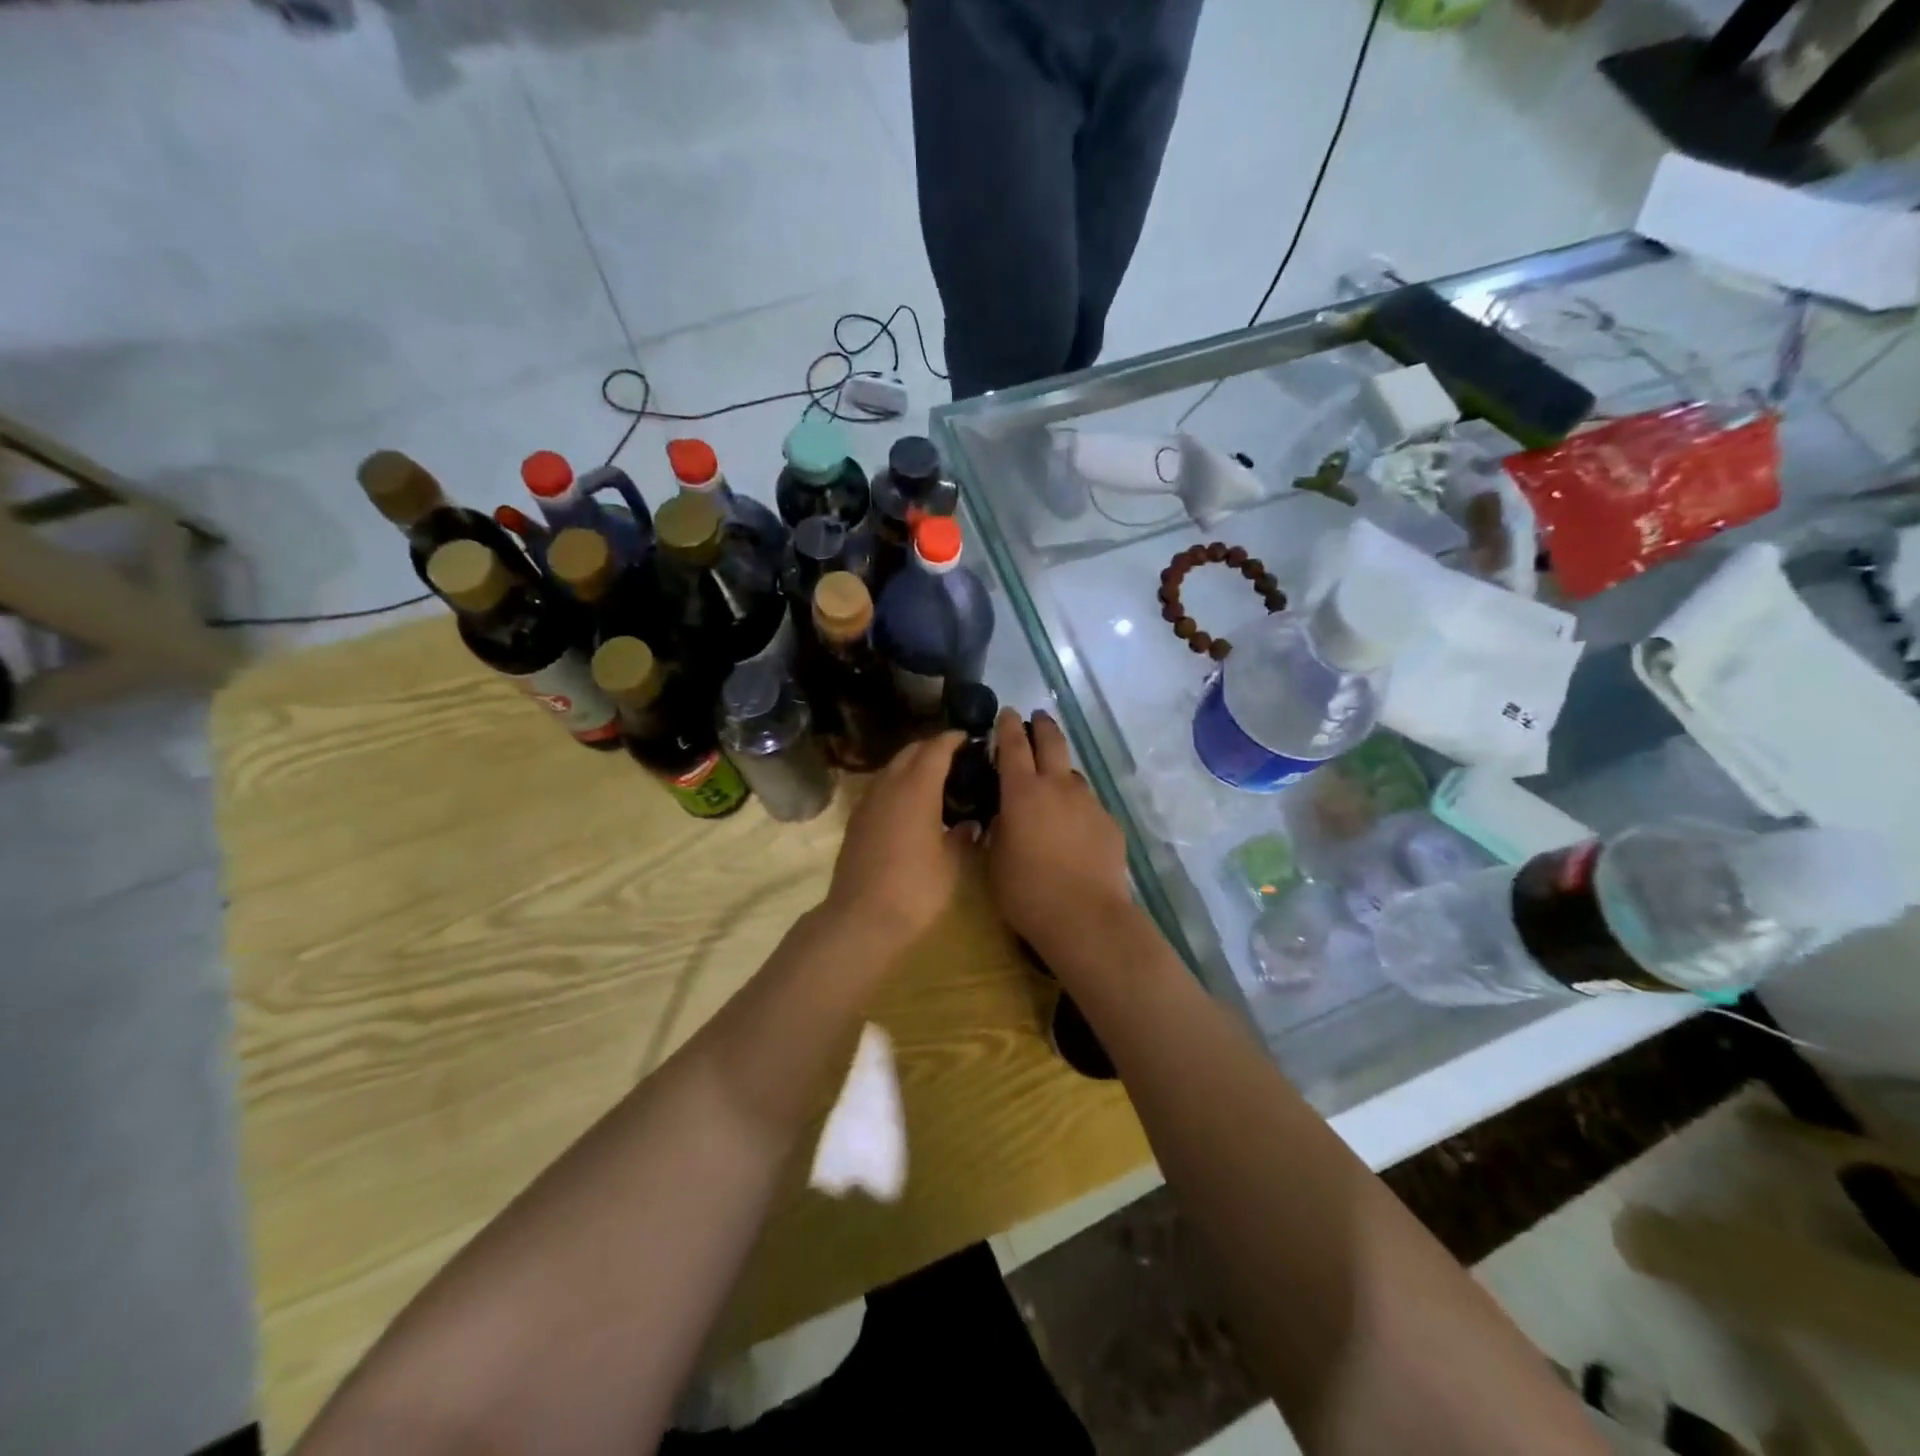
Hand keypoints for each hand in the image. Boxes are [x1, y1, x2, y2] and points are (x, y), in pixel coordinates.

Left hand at [823, 731, 971, 953]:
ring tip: (936, 779)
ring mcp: (867, 802)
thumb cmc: (914, 890)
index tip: (969, 738)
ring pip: (891, 768)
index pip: (935, 749)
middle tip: (956, 758)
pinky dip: (897, 784)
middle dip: (932, 748)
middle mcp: (889, 786)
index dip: (953, 739)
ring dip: (912, 765)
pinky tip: (910, 804)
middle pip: (910, 752)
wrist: (860, 918)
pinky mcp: (856, 820)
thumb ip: (962, 837)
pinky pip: (880, 787)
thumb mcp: (950, 865)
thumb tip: (970, 824)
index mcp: (916, 789)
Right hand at [988, 709, 1129, 955]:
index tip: (1006, 712)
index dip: (1008, 725)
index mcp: (1022, 791)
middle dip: (1043, 725)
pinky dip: (1077, 808)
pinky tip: (1074, 830)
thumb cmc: (1027, 891)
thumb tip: (1003, 815)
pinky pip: (1088, 805)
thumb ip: (997, 829)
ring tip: (1053, 785)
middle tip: (1037, 718)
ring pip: (1073, 774)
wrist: (1085, 916)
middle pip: (1052, 742)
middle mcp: (1058, 787)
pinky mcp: (1109, 823)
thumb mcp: (994, 859)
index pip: (1013, 744)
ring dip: (1061, 771)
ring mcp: (1088, 803)